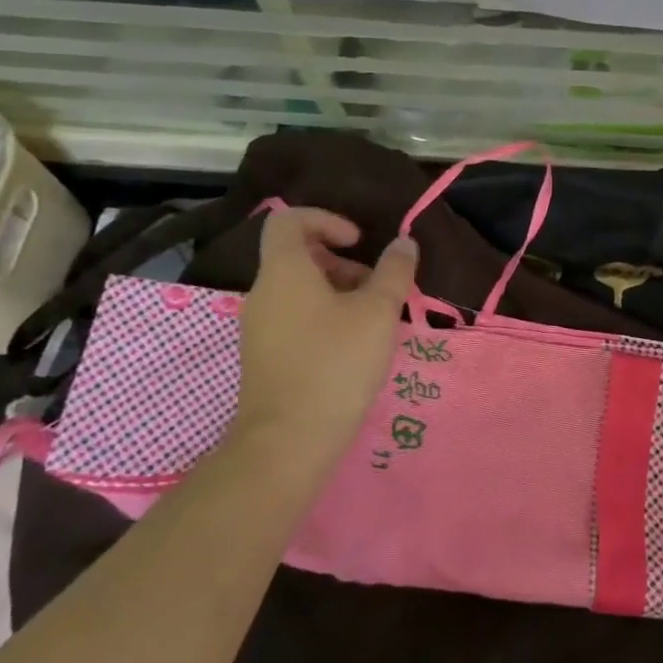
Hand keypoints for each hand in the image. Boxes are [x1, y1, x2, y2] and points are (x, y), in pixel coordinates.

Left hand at [236, 207, 417, 466]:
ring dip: (338, 293)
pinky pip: (294, 319)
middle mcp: (263, 293)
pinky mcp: (264, 357)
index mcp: (284, 271)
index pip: (289, 220)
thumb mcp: (378, 312)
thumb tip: (403, 243)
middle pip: (298, 256)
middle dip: (342, 263)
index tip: (358, 242)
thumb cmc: (335, 364)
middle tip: (375, 288)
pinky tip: (353, 349)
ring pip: (299, 290)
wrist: (287, 443)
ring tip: (372, 322)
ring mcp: (259, 327)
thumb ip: (394, 272)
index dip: (326, 219)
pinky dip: (324, 318)